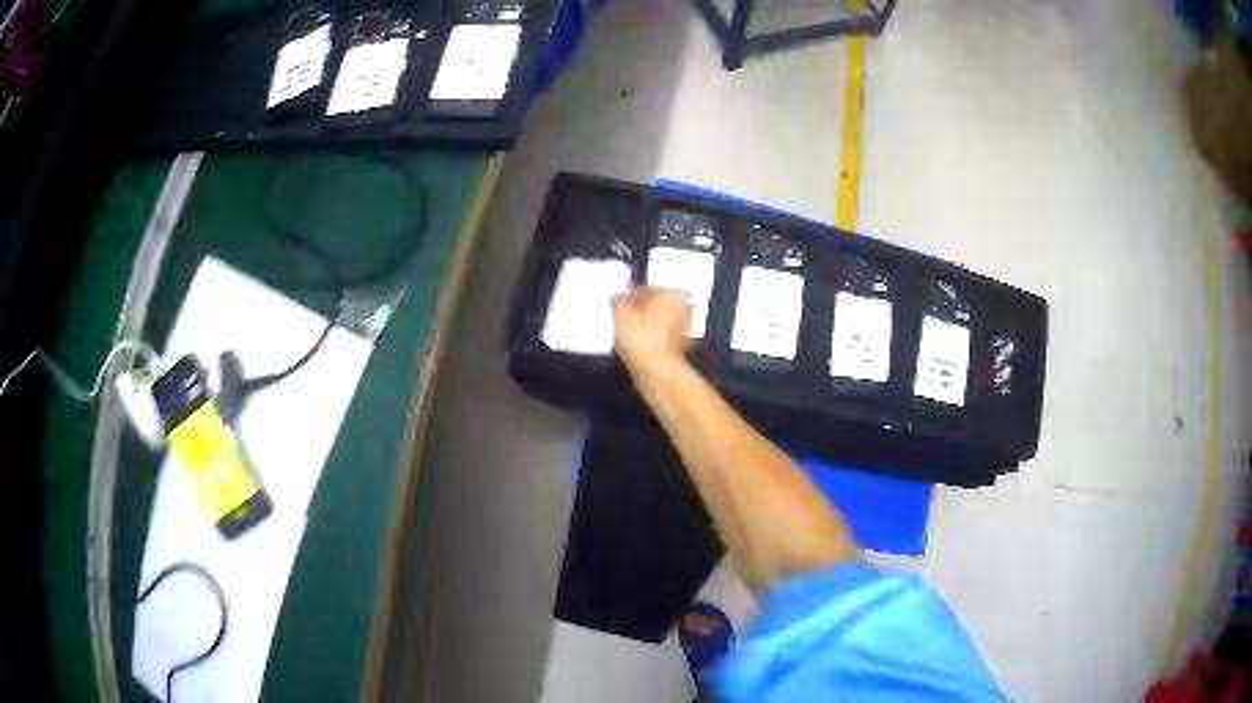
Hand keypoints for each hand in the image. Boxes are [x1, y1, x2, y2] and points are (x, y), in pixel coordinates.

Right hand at [610, 287, 691, 377]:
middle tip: (620, 317)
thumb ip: (618, 300)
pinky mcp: (678, 347)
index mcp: (673, 294)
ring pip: (656, 322)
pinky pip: (658, 337)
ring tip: (625, 333)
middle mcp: (683, 309)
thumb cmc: (642, 337)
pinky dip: (648, 339)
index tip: (618, 303)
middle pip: (654, 305)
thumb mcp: (620, 311)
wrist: (655, 369)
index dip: (629, 297)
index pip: (646, 289)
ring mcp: (683, 329)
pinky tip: (635, 345)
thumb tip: (618, 299)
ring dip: (642, 325)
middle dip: (637, 311)